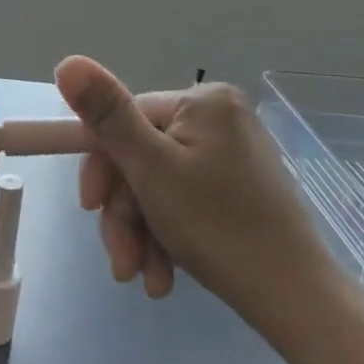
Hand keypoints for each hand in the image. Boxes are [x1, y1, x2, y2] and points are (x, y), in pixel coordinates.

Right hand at [57, 57, 344, 335]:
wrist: (296, 300)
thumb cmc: (218, 228)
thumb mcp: (151, 169)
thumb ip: (107, 115)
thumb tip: (67, 62)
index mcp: (202, 102)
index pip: (124, 121)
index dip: (101, 168)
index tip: (90, 209)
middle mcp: (219, 118)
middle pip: (141, 158)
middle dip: (125, 214)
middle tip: (122, 263)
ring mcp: (230, 155)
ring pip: (157, 186)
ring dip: (141, 234)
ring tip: (144, 279)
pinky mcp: (237, 189)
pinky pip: (182, 202)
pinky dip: (165, 237)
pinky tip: (163, 275)